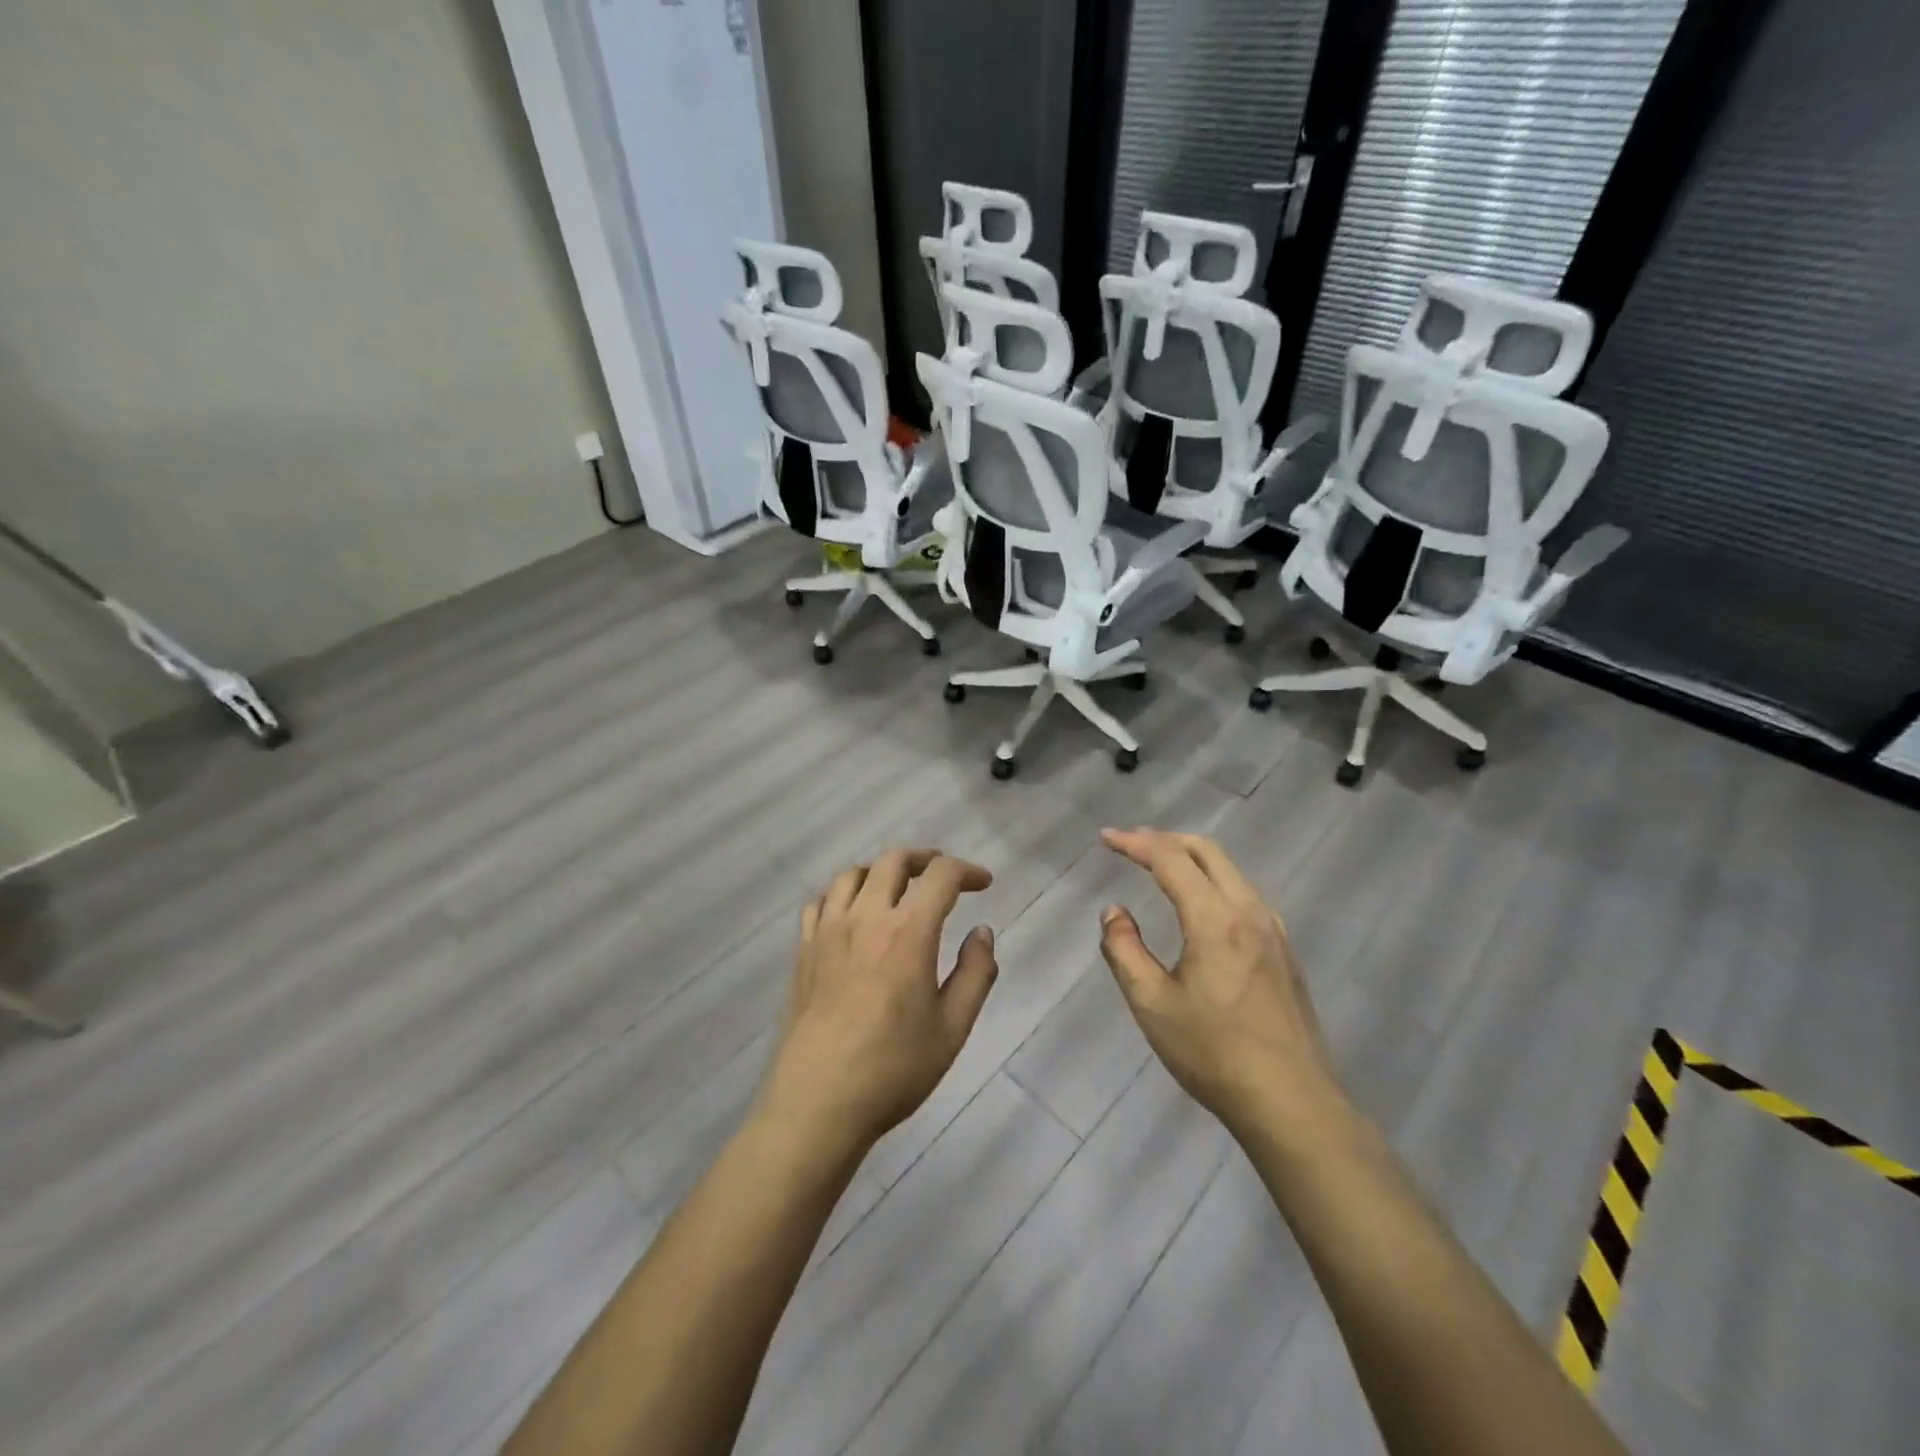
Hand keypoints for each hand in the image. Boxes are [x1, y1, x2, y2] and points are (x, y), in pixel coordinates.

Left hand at [757, 849, 999, 1157]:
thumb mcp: (953, 1028)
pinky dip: (843, 894)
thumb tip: (982, 932)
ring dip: (882, 871)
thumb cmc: (894, 1068)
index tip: (983, 884)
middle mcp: (866, 917)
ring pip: (853, 874)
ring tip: (898, 889)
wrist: (819, 1102)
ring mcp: (828, 931)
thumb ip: (975, 973)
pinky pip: (821, 901)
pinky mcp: (804, 950)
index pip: (941, 876)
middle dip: (925, 859)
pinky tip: (852, 914)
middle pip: (893, 861)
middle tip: (943, 876)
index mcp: (908, 931)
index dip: (967, 871)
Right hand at [1098, 828, 1346, 1142]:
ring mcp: (1273, 930)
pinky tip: (1200, 904)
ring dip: (1191, 858)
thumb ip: (1125, 950)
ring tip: (1160, 865)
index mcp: (1215, 919)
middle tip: (1130, 843)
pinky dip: (1213, 880)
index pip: (1170, 860)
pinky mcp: (1284, 951)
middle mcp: (1249, 911)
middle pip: (1207, 851)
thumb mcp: (1152, 1004)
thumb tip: (1114, 913)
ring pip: (1230, 871)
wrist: (1292, 1102)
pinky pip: (1244, 894)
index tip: (1105, 839)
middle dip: (1165, 839)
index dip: (1135, 843)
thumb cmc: (1213, 1053)